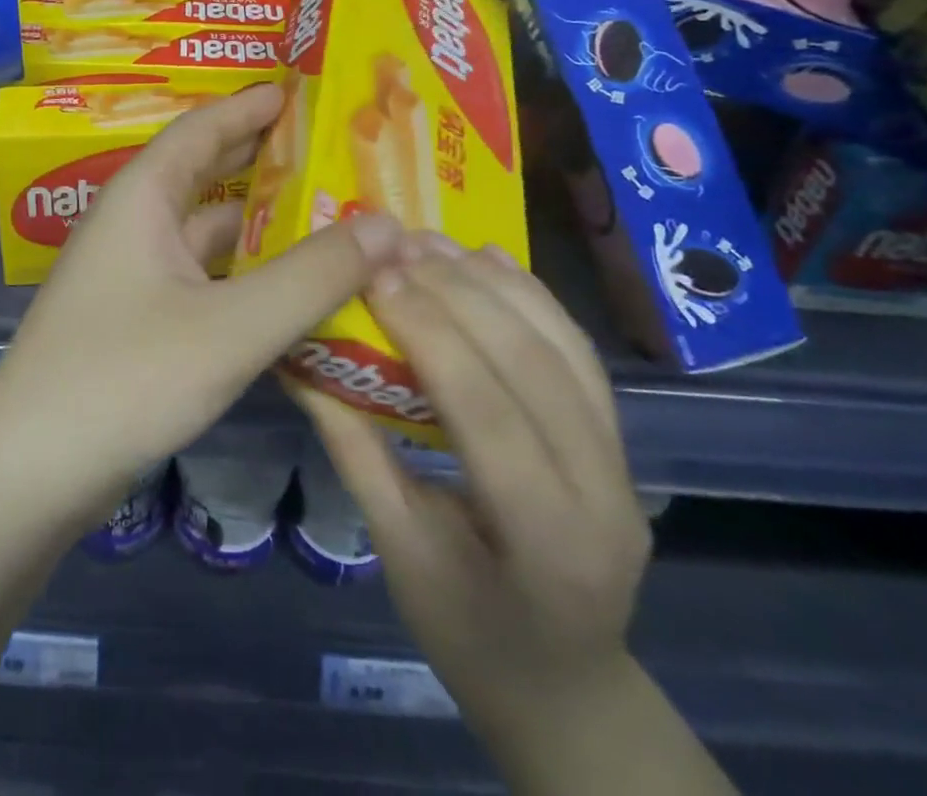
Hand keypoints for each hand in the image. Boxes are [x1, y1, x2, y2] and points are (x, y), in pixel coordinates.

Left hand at [0, 82, 405, 517]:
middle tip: (334, 152)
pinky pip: (204, 279)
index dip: (251, 106)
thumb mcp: (232, 326)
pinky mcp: (139, 323)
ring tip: (332, 217)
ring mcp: (133, 276)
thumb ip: (312, 276)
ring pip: (208, 234)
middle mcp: (134, 225)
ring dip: (261, 225)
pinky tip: (293, 290)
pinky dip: (247, 275)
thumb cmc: (125, 378)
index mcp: (142, 197)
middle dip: (265, 160)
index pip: (202, 128)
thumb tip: (389, 224)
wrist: (29, 475)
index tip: (305, 91)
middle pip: (206, 175)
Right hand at [290, 233, 649, 732]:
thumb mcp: (399, 551)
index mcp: (548, 544)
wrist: (566, 686)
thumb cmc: (469, 634)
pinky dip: (534, 297)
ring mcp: (626, 465)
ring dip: (497, 283)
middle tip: (396, 247)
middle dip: (460, 294)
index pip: (490, 415)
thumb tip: (299, 364)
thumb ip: (355, 450)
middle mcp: (606, 495)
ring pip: (565, 347)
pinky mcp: (622, 441)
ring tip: (432, 240)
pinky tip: (490, 257)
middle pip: (535, 367)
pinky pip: (580, 353)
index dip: (432, 337)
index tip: (377, 279)